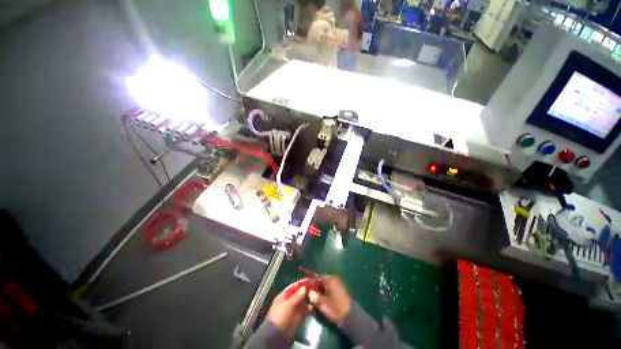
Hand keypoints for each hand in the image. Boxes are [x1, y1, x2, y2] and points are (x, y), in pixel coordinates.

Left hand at [267, 280, 312, 337]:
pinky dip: (308, 309)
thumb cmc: (281, 316)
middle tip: (315, 287)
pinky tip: (313, 307)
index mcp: (284, 296)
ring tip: (315, 296)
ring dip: (308, 299)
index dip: (301, 283)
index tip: (310, 280)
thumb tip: (304, 287)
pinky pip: (304, 311)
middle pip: (299, 294)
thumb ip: (297, 296)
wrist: (277, 336)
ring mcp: (293, 310)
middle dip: (306, 290)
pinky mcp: (297, 318)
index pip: (293, 287)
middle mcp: (289, 301)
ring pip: (302, 302)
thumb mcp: (288, 304)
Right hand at [308, 275, 350, 324]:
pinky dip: (323, 292)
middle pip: (320, 280)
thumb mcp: (322, 304)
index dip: (309, 282)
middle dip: (313, 286)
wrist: (351, 317)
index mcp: (330, 279)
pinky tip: (319, 298)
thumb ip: (314, 296)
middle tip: (306, 293)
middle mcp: (333, 279)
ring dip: (318, 289)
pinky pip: (329, 288)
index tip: (302, 286)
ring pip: (324, 284)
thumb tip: (309, 292)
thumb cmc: (335, 308)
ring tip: (312, 297)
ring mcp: (337, 284)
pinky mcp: (339, 290)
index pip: (316, 277)